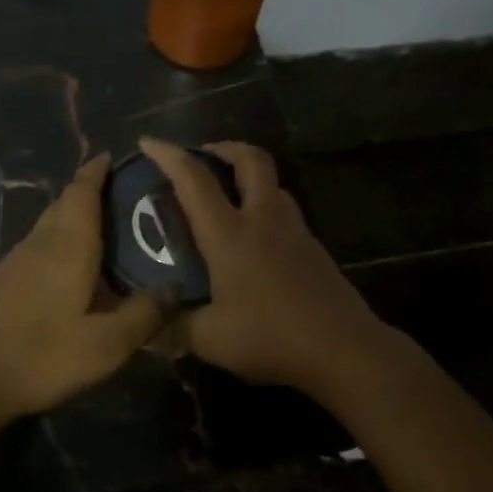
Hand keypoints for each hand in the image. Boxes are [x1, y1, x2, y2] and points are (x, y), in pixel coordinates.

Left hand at [0, 155, 166, 418]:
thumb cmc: (42, 356)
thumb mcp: (105, 345)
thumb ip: (143, 315)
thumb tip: (175, 288)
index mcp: (67, 246)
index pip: (81, 192)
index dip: (96, 172)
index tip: (113, 158)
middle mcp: (40, 243)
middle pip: (64, 203)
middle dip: (89, 191)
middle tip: (123, 197)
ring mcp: (16, 261)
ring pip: (49, 224)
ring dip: (73, 216)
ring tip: (105, 230)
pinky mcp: (3, 281)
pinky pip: (39, 245)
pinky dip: (60, 241)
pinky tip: (73, 267)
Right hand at [139, 137, 389, 392]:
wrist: (343, 350)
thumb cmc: (271, 337)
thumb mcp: (211, 340)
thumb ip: (176, 328)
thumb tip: (149, 329)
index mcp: (230, 235)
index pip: (194, 180)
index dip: (169, 155)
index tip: (149, 141)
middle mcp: (263, 221)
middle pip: (251, 160)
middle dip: (225, 147)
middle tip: (205, 155)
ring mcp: (295, 231)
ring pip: (274, 183)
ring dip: (249, 175)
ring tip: (230, 193)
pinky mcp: (314, 249)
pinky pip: (286, 211)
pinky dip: (266, 206)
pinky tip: (257, 237)